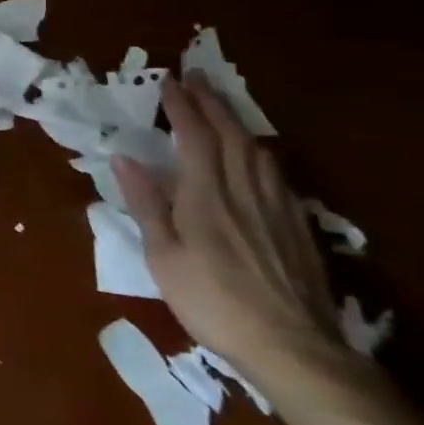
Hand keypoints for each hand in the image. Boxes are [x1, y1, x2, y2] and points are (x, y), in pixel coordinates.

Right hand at [112, 74, 340, 384]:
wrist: (293, 347)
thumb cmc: (212, 301)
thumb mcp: (163, 256)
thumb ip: (147, 204)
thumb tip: (125, 158)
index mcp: (206, 196)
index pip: (195, 137)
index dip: (183, 107)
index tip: (169, 81)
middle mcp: (244, 191)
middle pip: (231, 135)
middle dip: (212, 102)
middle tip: (197, 77)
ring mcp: (277, 207)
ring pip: (258, 150)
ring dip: (237, 121)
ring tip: (223, 106)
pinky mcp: (297, 226)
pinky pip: (276, 173)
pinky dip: (259, 151)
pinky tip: (256, 155)